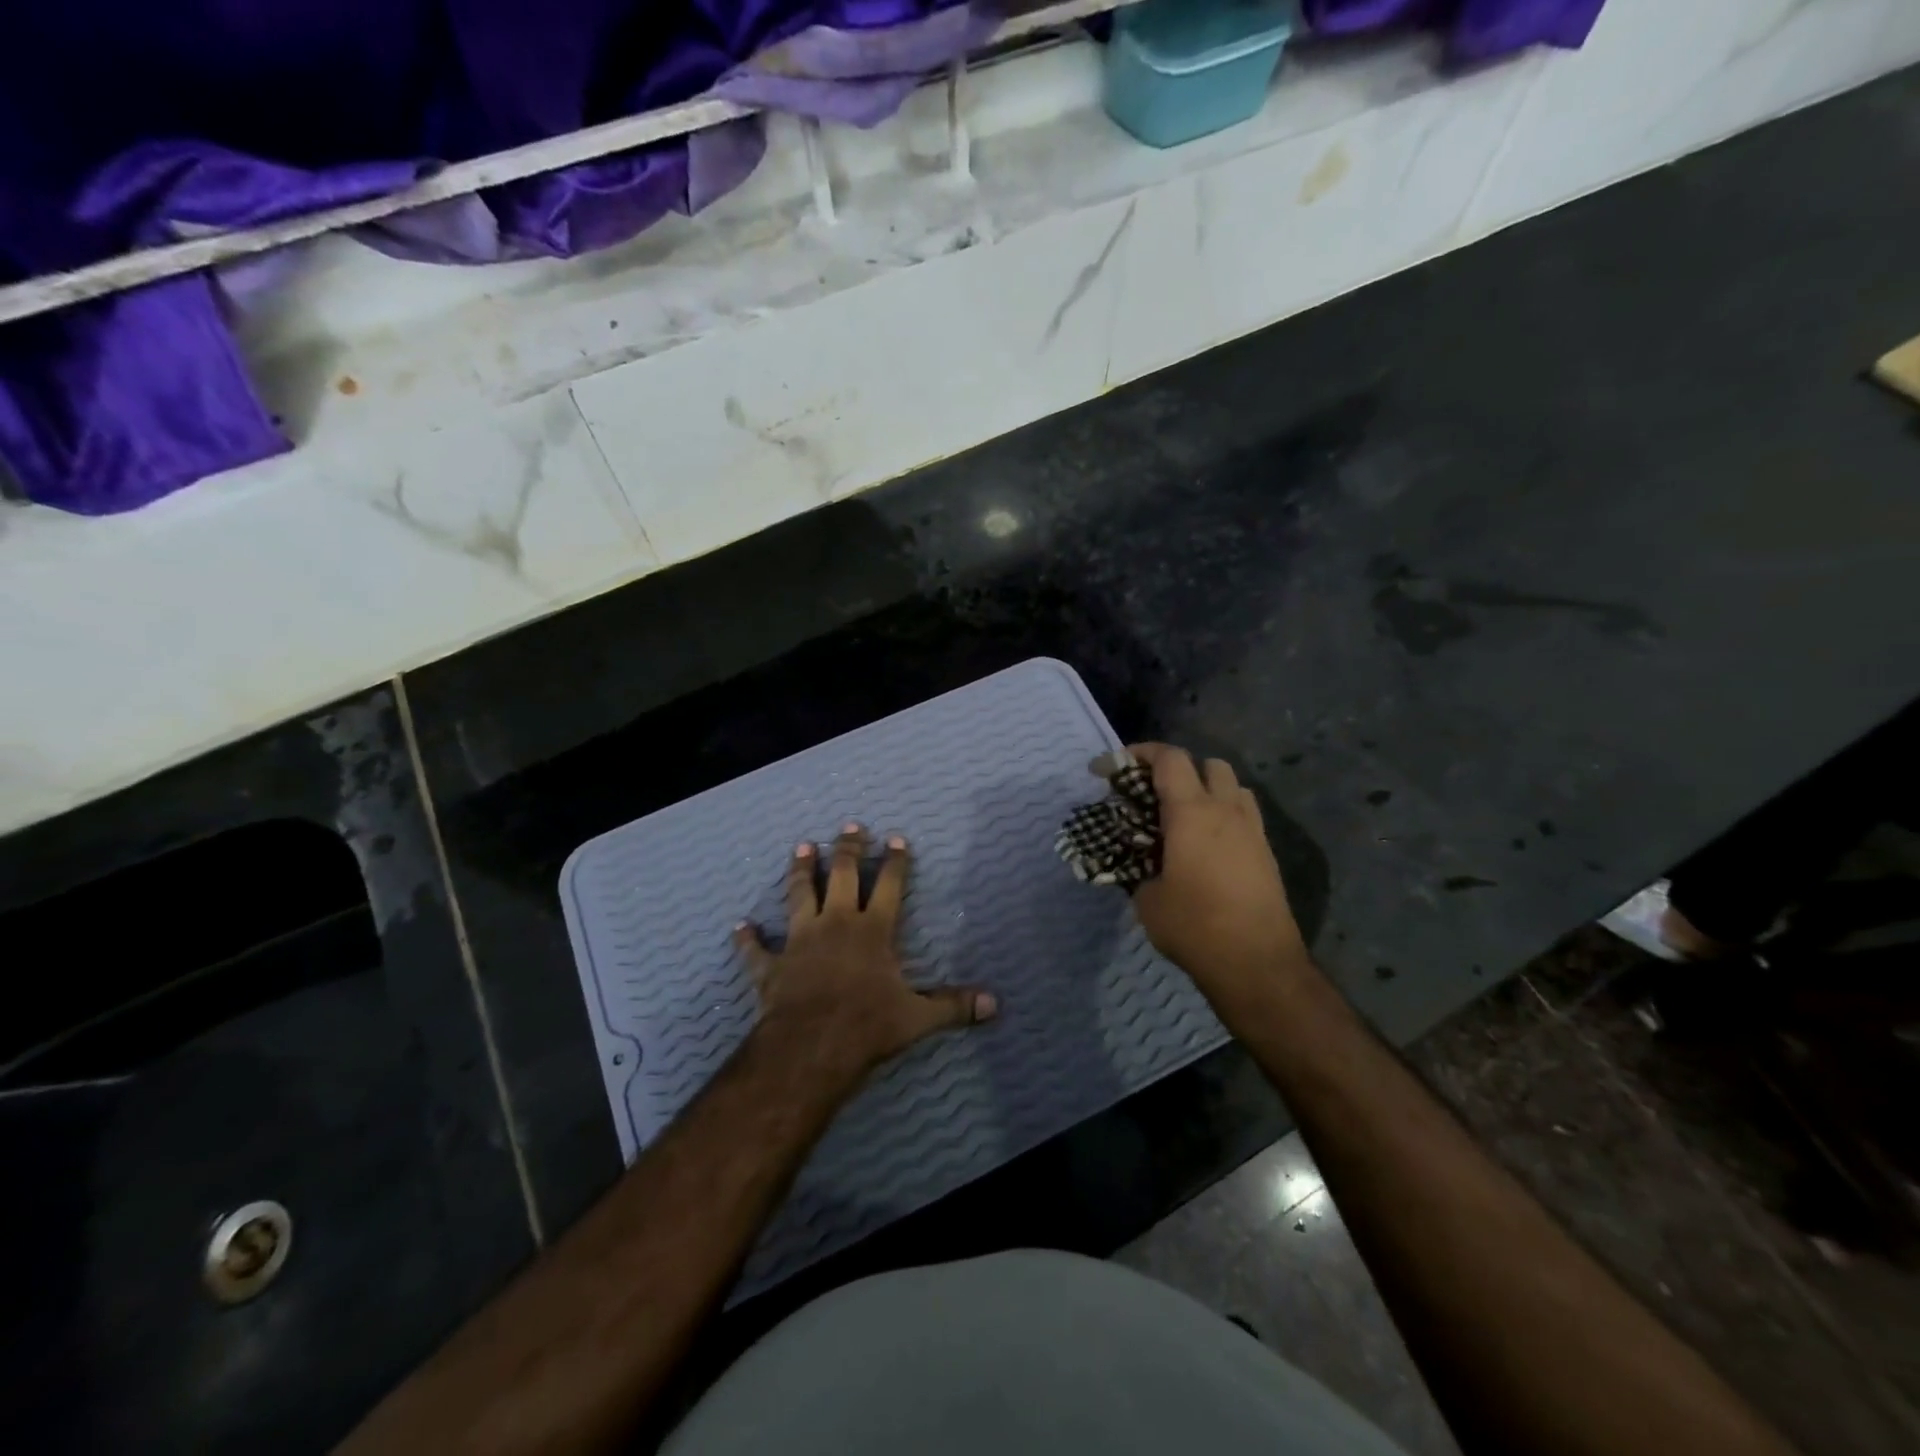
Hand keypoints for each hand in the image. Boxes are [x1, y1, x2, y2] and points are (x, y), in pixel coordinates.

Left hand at [735, 824, 996, 1083]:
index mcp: (873, 931)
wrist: (810, 1048)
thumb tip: (995, 1005)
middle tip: (850, 827)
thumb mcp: (917, 1018)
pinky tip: (741, 926)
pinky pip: (757, 949)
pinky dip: (748, 938)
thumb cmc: (867, 1026)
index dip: (895, 862)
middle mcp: (836, 924)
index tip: (896, 838)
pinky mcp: (771, 966)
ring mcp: (800, 941)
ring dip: (801, 871)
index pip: (890, 887)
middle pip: (844, 877)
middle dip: (849, 850)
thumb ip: (954, 1007)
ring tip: (803, 846)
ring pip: (800, 895)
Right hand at [1127, 744, 1310, 1020]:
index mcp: (1192, 813)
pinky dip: (1223, 813)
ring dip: (1206, 788)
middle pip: (1208, 763)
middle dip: (1178, 768)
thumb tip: (1140, 862)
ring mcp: (1252, 830)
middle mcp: (1226, 810)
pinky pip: (1244, 814)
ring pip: (1233, 786)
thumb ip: (1139, 867)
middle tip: (1152, 793)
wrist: (1257, 963)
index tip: (1113, 768)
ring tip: (1182, 815)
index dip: (1139, 753)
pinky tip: (1205, 843)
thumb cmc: (1195, 927)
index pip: (1169, 759)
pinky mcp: (1267, 852)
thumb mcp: (1147, 898)